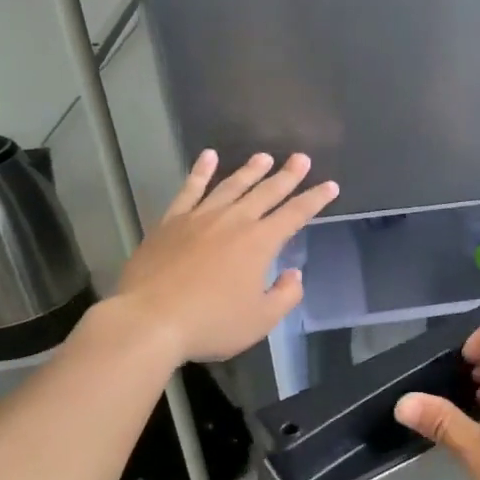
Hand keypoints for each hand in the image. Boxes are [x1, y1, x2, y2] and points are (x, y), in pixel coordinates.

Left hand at [113, 151, 337, 362]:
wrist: (149, 320)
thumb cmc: (211, 323)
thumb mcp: (261, 320)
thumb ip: (285, 295)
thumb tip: (293, 274)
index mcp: (260, 243)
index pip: (295, 214)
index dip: (315, 199)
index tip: (330, 185)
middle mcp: (233, 221)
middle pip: (266, 192)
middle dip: (287, 175)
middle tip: (301, 157)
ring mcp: (200, 218)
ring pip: (231, 186)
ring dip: (250, 170)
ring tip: (264, 157)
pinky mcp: (171, 222)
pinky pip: (189, 190)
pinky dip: (200, 172)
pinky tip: (208, 157)